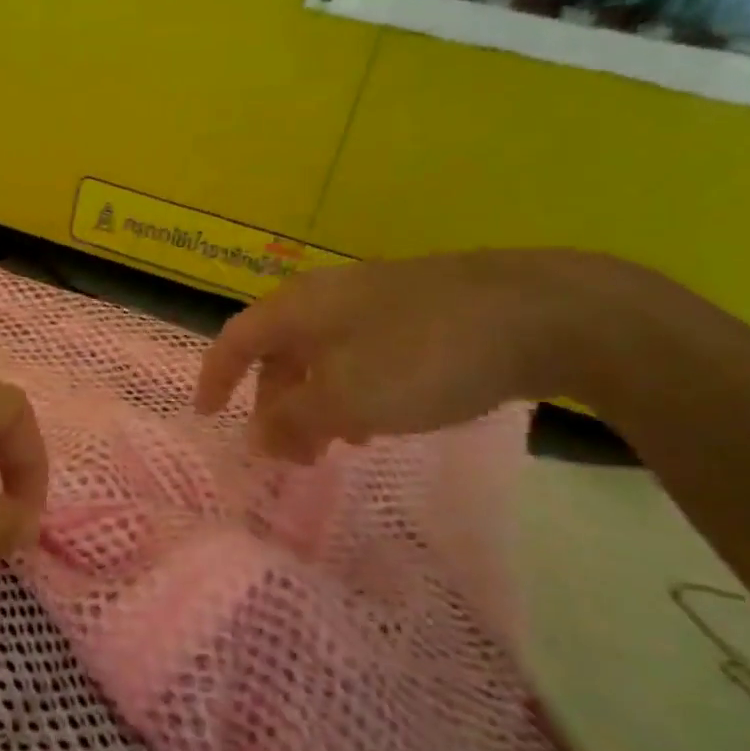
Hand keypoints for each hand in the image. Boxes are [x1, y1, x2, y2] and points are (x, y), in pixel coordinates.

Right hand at [194, 253, 588, 461]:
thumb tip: (254, 437)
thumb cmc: (423, 357)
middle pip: (280, 352)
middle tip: (287, 454)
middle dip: (274, 405)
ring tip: (333, 448)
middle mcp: (330, 297)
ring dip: (316, 404)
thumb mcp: (346, 399)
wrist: (543, 313)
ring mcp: (378, 300)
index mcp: (300, 307)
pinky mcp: (420, 312)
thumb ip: (292, 420)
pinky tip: (380, 421)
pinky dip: (353, 392)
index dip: (215, 378)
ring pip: (324, 357)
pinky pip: (363, 356)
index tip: (207, 418)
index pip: (236, 339)